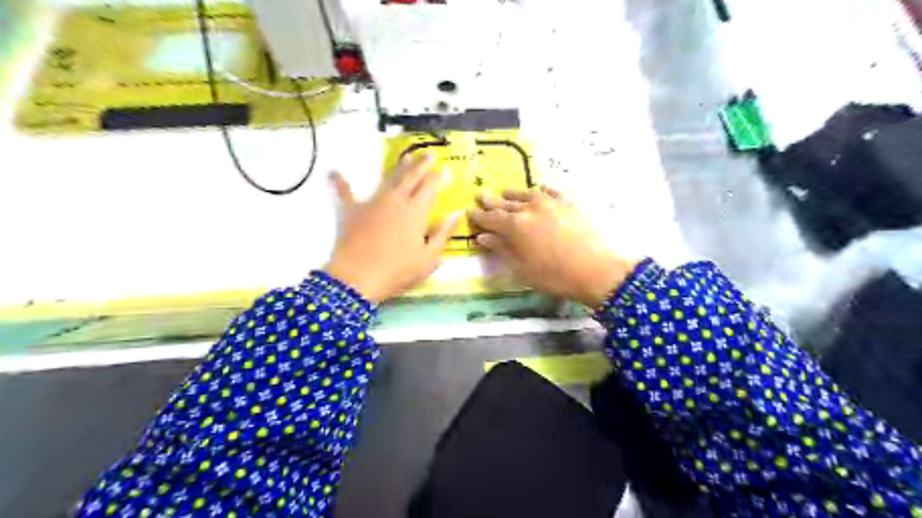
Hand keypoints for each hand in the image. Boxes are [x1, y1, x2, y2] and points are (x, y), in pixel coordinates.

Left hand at [323, 152, 460, 302]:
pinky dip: (340, 183)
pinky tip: (333, 172)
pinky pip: (345, 193)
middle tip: (428, 154)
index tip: (445, 169)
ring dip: (398, 167)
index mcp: (416, 212)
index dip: (438, 177)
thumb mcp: (429, 258)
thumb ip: (443, 234)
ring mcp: (372, 203)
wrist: (358, 278)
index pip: (430, 188)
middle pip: (411, 177)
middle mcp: (396, 201)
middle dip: (421, 164)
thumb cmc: (398, 271)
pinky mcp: (351, 211)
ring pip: (388, 179)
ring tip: (406, 157)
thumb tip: (456, 213)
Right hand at [470, 187, 639, 307]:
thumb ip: (502, 249)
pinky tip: (539, 190)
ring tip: (504, 191)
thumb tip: (483, 236)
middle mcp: (529, 209)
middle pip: (505, 203)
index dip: (479, 216)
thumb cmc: (554, 276)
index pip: (491, 218)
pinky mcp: (569, 203)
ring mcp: (551, 203)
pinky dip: (541, 190)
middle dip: (491, 201)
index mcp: (515, 227)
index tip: (470, 211)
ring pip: (526, 194)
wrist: (597, 270)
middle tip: (480, 195)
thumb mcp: (522, 268)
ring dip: (513, 194)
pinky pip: (551, 191)